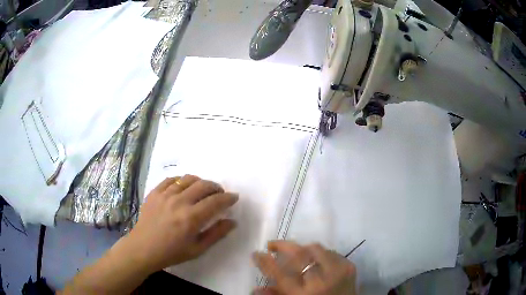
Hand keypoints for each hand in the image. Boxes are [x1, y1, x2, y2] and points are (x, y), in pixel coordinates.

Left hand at [128, 175, 238, 271]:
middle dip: (217, 187)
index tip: (234, 198)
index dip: (228, 198)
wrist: (143, 248)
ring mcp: (165, 194)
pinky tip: (184, 188)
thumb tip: (232, 221)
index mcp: (191, 218)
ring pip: (188, 179)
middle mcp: (179, 202)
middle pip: (204, 185)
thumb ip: (216, 234)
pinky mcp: (155, 192)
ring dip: (201, 182)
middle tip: (220, 194)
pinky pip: (172, 179)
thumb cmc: (171, 252)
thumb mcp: (197, 249)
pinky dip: (182, 181)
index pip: (216, 201)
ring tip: (203, 190)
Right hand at [253, 241, 356, 294]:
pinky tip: (315, 262)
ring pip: (314, 249)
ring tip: (294, 256)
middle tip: (272, 245)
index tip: (256, 253)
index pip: (278, 273)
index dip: (264, 261)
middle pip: (298, 254)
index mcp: (302, 294)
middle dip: (282, 246)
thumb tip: (255, 288)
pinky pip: (329, 252)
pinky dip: (319, 255)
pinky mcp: (349, 266)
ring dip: (301, 250)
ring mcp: (337, 271)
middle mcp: (320, 281)